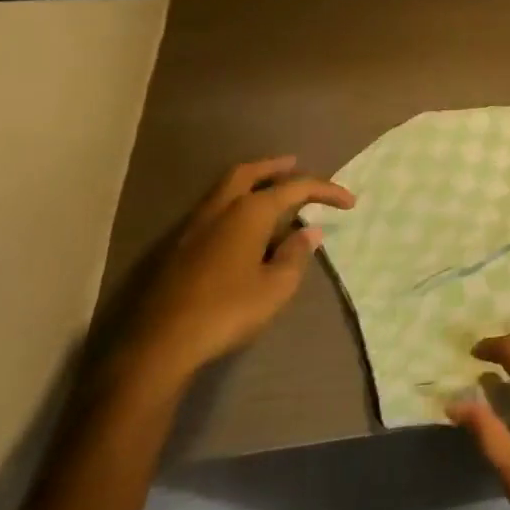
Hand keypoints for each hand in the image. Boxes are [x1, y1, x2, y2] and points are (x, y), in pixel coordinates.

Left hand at [120, 157, 354, 389]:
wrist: (159, 344)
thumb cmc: (227, 310)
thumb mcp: (276, 286)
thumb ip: (296, 254)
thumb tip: (308, 232)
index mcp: (250, 211)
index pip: (296, 187)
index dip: (327, 191)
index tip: (350, 203)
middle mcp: (221, 209)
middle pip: (250, 173)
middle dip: (275, 167)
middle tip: (295, 164)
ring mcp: (194, 227)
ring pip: (226, 190)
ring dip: (252, 183)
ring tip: (271, 191)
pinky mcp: (178, 248)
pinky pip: (214, 210)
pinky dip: (235, 204)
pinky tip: (243, 226)